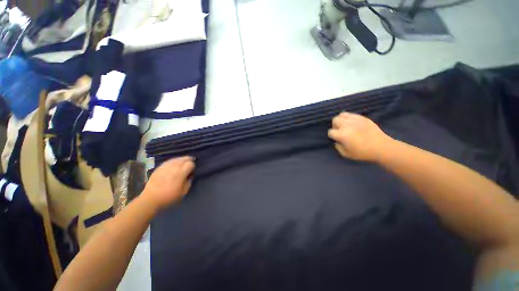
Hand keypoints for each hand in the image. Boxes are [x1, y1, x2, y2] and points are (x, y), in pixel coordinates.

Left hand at [143, 156, 194, 210]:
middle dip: (189, 160)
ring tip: (184, 162)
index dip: (193, 166)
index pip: (190, 164)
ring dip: (182, 159)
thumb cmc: (169, 197)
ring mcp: (165, 166)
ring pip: (176, 158)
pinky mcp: (159, 167)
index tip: (192, 170)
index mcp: (181, 173)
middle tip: (191, 162)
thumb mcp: (183, 192)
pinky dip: (174, 161)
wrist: (150, 199)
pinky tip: (175, 163)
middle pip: (184, 158)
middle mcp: (174, 167)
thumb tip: (191, 175)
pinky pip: (169, 161)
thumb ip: (189, 181)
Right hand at [328, 112, 392, 161]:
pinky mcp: (362, 118)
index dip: (332, 136)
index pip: (331, 132)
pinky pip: (351, 114)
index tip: (337, 139)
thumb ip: (338, 147)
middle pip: (335, 120)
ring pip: (341, 115)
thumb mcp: (346, 154)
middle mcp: (347, 125)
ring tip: (345, 126)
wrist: (381, 147)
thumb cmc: (363, 153)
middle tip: (340, 131)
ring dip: (341, 120)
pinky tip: (352, 123)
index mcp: (342, 135)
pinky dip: (348, 118)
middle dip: (335, 126)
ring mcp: (355, 120)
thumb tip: (337, 141)